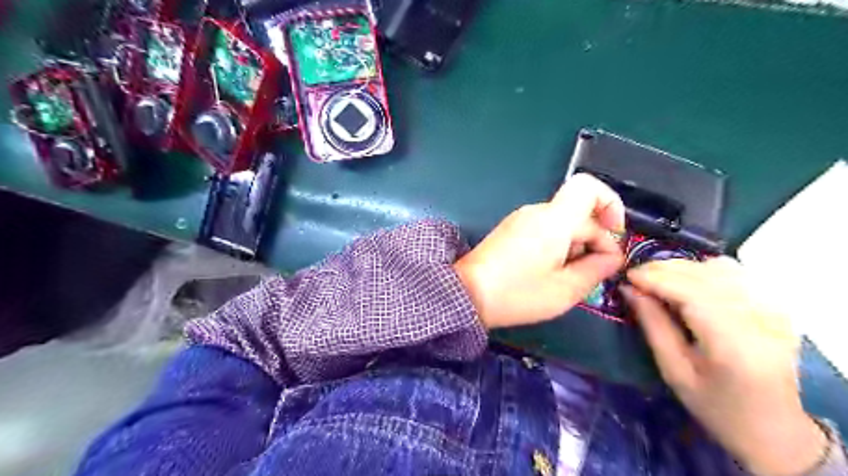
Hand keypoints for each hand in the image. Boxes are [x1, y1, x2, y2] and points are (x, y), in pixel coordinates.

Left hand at [454, 173, 624, 329]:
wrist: (466, 295)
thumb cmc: (517, 294)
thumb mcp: (565, 289)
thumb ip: (596, 269)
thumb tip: (612, 257)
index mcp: (554, 220)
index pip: (589, 187)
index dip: (611, 204)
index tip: (615, 236)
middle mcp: (537, 211)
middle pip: (579, 213)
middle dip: (595, 240)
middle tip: (595, 274)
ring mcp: (521, 219)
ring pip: (563, 223)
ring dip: (576, 246)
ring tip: (570, 278)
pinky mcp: (511, 230)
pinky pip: (545, 229)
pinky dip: (558, 246)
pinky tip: (551, 272)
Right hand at [626, 261, 824, 475]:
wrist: (773, 427)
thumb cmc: (715, 406)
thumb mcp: (674, 371)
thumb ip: (652, 324)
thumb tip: (628, 289)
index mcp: (734, 345)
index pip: (692, 293)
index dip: (656, 278)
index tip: (627, 277)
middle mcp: (761, 320)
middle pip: (706, 275)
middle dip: (664, 269)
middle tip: (636, 277)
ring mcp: (774, 310)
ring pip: (720, 268)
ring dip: (682, 268)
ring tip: (658, 279)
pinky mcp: (776, 306)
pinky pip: (735, 272)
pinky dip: (704, 270)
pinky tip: (688, 281)